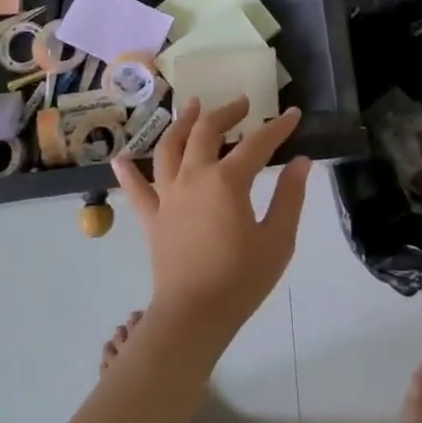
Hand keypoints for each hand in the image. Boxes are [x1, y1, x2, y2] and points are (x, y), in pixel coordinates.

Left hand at [111, 98, 311, 359]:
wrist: (192, 318)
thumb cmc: (240, 280)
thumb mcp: (277, 240)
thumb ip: (289, 197)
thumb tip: (301, 162)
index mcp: (227, 181)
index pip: (257, 143)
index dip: (278, 127)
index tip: (293, 114)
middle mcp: (194, 177)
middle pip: (207, 131)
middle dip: (226, 112)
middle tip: (242, 103)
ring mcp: (168, 195)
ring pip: (170, 147)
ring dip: (181, 123)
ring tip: (192, 106)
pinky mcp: (151, 218)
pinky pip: (136, 190)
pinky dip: (127, 172)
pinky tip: (120, 157)